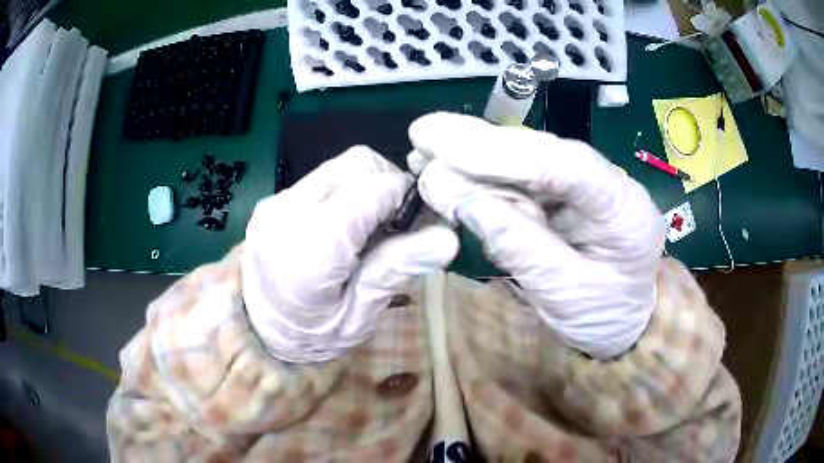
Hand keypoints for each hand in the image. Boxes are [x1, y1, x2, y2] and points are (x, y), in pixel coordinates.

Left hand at [241, 147, 457, 362]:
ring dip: (368, 187)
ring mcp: (277, 201)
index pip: (374, 189)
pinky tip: (345, 227)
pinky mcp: (275, 200)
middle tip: (395, 228)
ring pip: (341, 165)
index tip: (420, 224)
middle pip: (358, 163)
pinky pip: (323, 179)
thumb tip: (448, 238)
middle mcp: (289, 210)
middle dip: (389, 185)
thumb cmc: (309, 337)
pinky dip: (346, 192)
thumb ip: (396, 269)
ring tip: (370, 229)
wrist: (252, 331)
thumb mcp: (357, 317)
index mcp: (311, 246)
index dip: (407, 199)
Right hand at [409, 112, 664, 358]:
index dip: (505, 155)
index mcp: (623, 209)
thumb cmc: (603, 315)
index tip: (448, 150)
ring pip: (525, 158)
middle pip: (541, 151)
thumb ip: (522, 249)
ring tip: (425, 148)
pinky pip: (519, 177)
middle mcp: (606, 182)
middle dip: (479, 142)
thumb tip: (466, 203)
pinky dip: (480, 173)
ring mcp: (584, 184)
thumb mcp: (567, 297)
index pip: (567, 166)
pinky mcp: (563, 193)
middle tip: (423, 133)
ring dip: (472, 152)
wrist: (621, 321)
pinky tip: (448, 164)